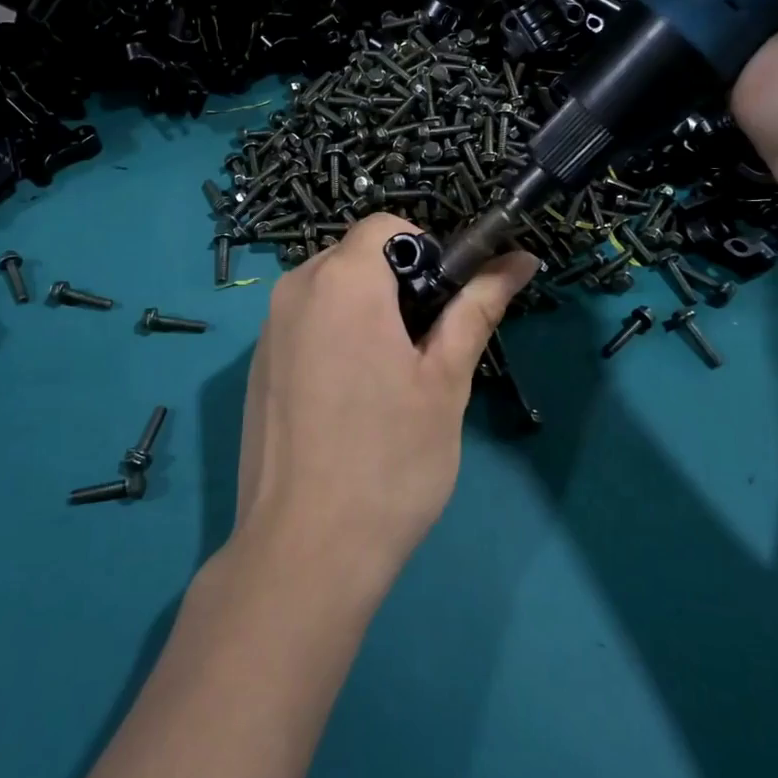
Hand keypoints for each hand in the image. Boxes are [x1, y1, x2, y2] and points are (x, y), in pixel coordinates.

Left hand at [232, 215, 536, 578]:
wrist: (304, 550)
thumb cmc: (390, 458)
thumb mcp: (445, 379)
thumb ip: (477, 307)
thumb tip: (520, 259)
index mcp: (342, 280)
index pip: (388, 226)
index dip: (427, 253)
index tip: (445, 307)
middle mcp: (294, 290)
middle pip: (357, 257)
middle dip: (399, 286)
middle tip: (426, 352)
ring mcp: (267, 331)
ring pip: (331, 293)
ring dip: (368, 315)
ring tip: (391, 384)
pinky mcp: (257, 368)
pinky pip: (305, 327)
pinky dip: (336, 340)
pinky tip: (350, 404)